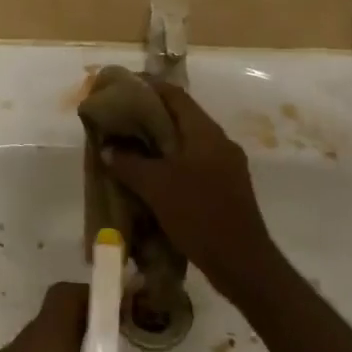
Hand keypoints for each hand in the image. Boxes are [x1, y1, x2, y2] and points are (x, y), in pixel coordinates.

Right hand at [104, 81, 278, 297]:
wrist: (243, 264)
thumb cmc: (198, 214)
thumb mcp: (155, 186)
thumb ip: (129, 163)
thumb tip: (108, 148)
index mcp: (205, 132)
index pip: (174, 94)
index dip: (148, 87)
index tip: (123, 88)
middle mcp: (219, 141)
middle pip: (182, 116)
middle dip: (151, 116)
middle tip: (122, 120)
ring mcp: (227, 165)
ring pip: (188, 142)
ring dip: (162, 142)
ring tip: (132, 147)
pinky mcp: (228, 187)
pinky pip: (196, 163)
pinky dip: (174, 162)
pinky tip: (154, 177)